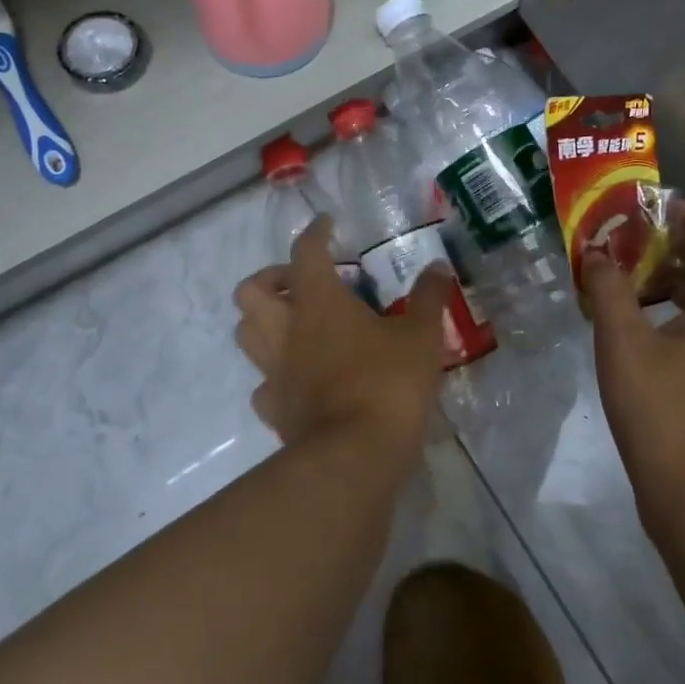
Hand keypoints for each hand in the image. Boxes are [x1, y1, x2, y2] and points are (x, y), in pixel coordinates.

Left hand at [233, 217, 452, 459]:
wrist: (353, 458)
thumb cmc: (387, 384)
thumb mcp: (421, 336)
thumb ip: (429, 297)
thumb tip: (438, 266)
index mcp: (319, 302)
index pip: (305, 251)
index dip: (315, 232)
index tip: (327, 225)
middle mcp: (286, 331)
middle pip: (251, 291)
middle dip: (271, 279)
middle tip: (303, 283)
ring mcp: (275, 372)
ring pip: (246, 333)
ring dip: (264, 321)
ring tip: (296, 324)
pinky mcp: (275, 410)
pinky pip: (264, 384)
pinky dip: (276, 375)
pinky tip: (300, 377)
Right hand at [580, 199, 684, 528]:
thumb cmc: (664, 412)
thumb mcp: (625, 343)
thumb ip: (609, 291)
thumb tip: (596, 254)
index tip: (652, 207)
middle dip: (673, 243)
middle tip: (628, 235)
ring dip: (665, 276)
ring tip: (620, 270)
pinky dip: (662, 310)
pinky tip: (625, 320)